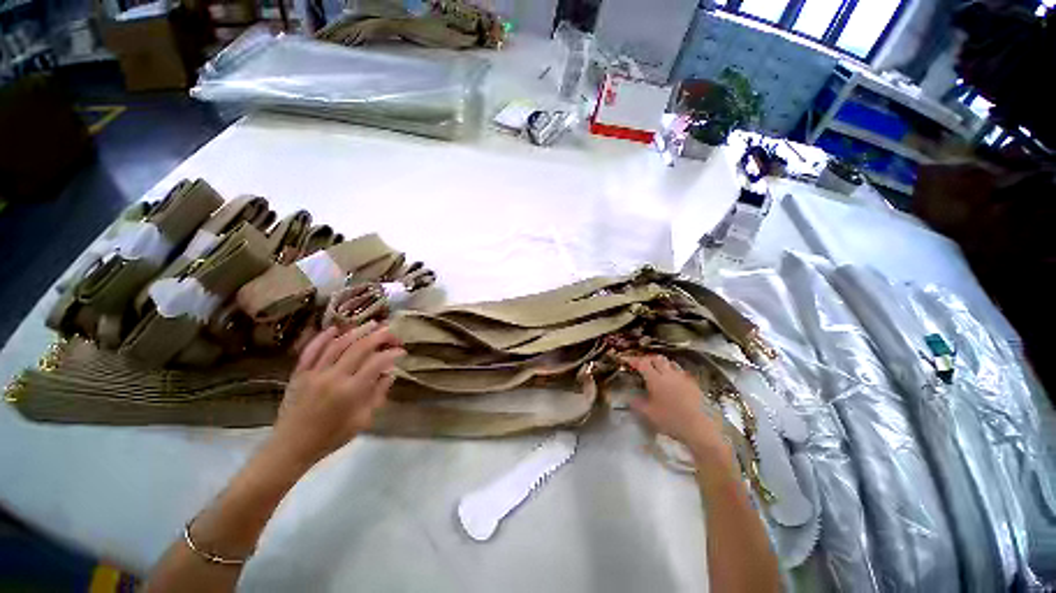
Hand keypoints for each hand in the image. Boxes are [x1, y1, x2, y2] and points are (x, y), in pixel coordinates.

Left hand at [270, 321, 404, 466]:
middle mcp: (333, 377)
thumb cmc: (331, 437)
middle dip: (379, 336)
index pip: (377, 362)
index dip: (392, 353)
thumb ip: (377, 394)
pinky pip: (311, 350)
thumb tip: (389, 373)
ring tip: (372, 324)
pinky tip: (335, 328)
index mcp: (351, 391)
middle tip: (391, 332)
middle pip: (360, 348)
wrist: (291, 447)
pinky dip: (323, 337)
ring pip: (338, 344)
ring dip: (357, 331)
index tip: (401, 351)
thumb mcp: (363, 420)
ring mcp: (314, 373)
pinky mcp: (299, 373)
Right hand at [623, 355, 727, 457]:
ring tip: (658, 371)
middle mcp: (668, 374)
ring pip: (670, 363)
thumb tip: (630, 398)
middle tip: (643, 365)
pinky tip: (673, 382)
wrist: (698, 427)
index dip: (634, 360)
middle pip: (657, 358)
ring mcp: (682, 378)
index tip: (628, 361)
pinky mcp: (693, 384)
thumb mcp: (649, 414)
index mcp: (655, 379)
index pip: (642, 363)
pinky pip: (681, 372)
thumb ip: (637, 404)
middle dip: (648, 359)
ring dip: (662, 364)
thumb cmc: (670, 420)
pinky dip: (674, 373)